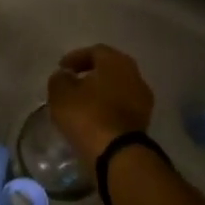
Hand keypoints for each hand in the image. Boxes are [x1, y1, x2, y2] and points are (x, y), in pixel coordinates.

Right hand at [47, 44, 154, 165]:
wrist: (118, 153)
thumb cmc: (88, 115)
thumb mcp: (61, 94)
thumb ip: (60, 79)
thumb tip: (65, 75)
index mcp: (116, 61)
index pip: (95, 51)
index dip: (75, 58)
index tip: (61, 69)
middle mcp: (134, 74)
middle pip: (110, 68)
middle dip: (90, 74)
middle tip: (73, 82)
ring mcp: (143, 98)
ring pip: (118, 88)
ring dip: (101, 92)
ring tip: (82, 102)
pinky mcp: (144, 120)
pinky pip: (122, 106)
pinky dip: (109, 108)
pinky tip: (95, 117)